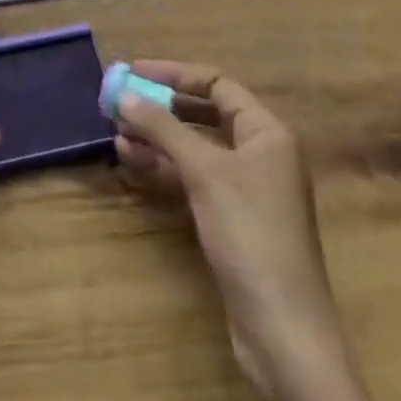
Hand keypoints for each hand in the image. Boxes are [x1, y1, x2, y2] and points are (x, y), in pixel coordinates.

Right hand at [115, 61, 378, 400]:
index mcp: (267, 132)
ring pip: (196, 147)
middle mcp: (260, 152)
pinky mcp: (232, 217)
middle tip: (120, 104)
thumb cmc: (250, 234)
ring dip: (158, 138)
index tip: (134, 71)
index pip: (218, 84)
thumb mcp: (204, 172)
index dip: (175, 74)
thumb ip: (163, 128)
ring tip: (118, 137)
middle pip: (205, 114)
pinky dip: (166, 167)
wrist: (282, 329)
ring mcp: (247, 187)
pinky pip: (194, 176)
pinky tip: (134, 164)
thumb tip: (124, 94)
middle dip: (162, 107)